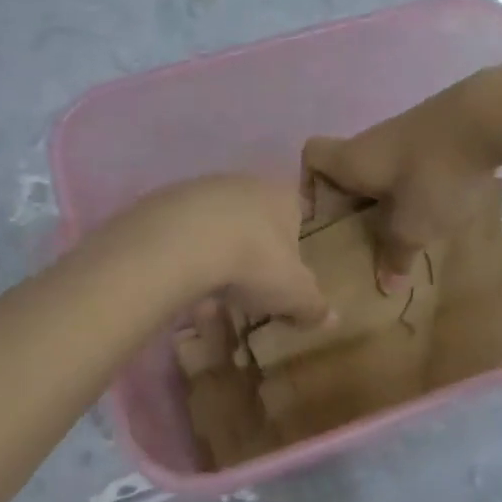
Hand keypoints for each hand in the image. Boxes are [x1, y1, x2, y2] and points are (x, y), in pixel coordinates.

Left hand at [127, 175, 329, 327]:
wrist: (182, 241)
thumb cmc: (254, 261)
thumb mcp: (294, 293)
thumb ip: (315, 306)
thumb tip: (335, 320)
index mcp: (283, 195)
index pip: (297, 212)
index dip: (293, 242)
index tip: (284, 272)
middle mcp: (246, 182)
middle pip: (256, 213)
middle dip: (253, 244)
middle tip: (249, 281)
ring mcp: (203, 186)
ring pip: (217, 218)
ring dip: (217, 245)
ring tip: (212, 283)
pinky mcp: (166, 198)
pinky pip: (183, 227)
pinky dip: (185, 247)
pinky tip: (181, 274)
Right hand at [303, 75, 500, 288]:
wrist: (487, 119)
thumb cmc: (433, 174)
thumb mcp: (413, 226)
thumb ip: (395, 255)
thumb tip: (386, 285)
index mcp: (350, 160)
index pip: (311, 157)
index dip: (308, 183)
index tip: (322, 215)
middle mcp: (370, 142)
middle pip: (347, 169)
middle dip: (354, 204)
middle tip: (365, 238)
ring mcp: (404, 134)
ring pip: (382, 169)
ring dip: (388, 198)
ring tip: (406, 230)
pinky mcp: (436, 134)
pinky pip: (412, 164)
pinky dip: (417, 186)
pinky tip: (439, 207)